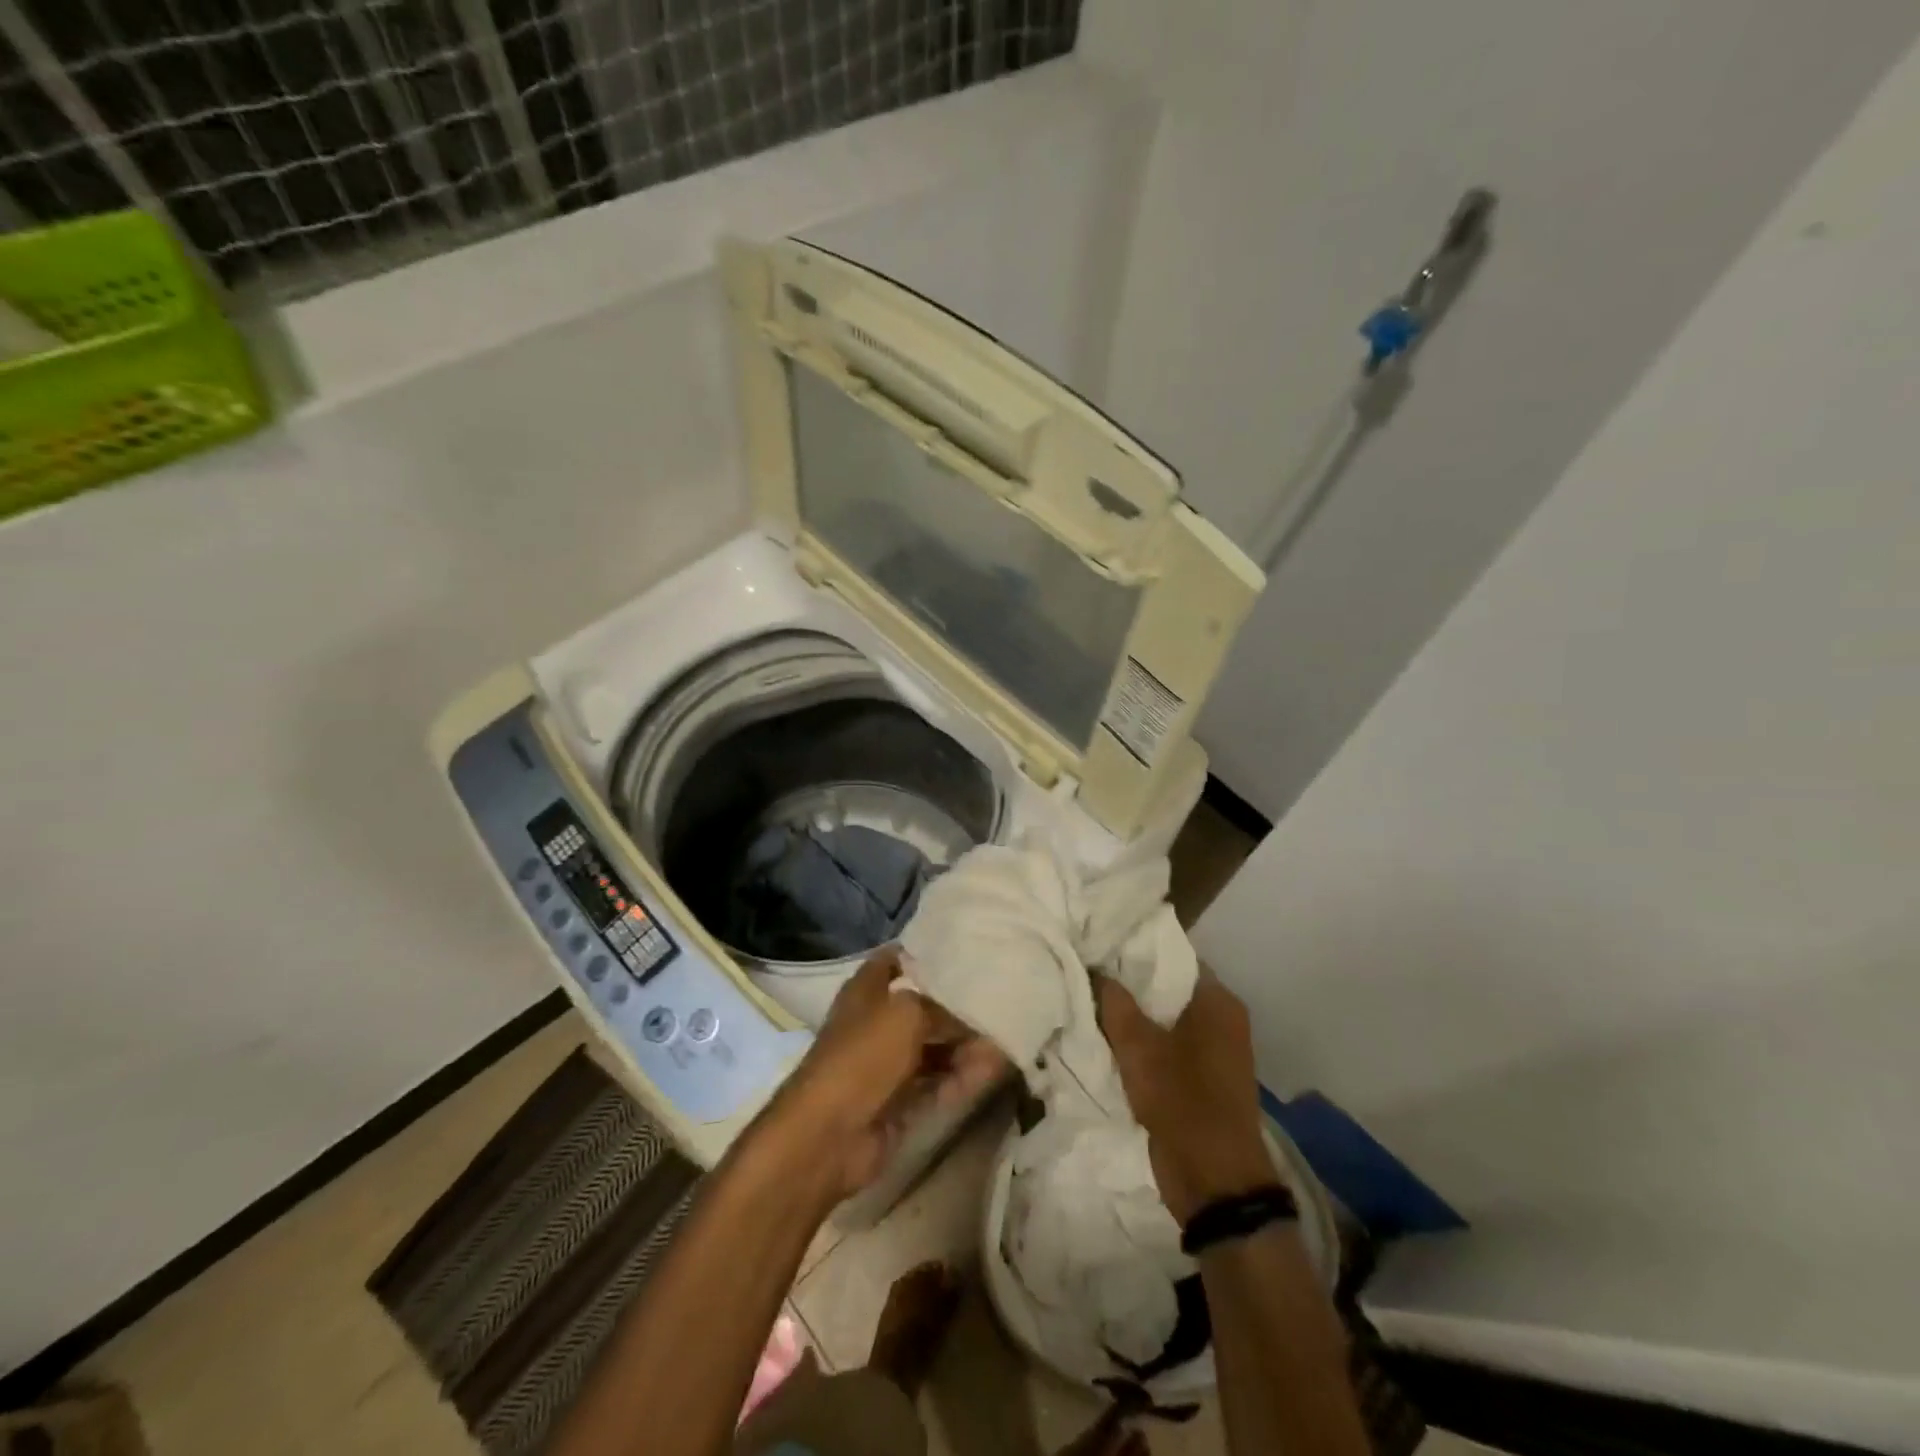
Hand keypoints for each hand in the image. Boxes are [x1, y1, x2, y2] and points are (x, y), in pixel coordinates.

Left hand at [760, 948, 1006, 1202]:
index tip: (967, 948)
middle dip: (959, 1004)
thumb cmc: (863, 1055)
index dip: (927, 952)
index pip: (898, 959)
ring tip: (1008, 1033)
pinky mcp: (901, 1102)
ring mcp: (889, 1065)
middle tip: (1002, 995)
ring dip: (967, 1043)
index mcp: (867, 990)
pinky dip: (964, 1076)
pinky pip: (939, 1082)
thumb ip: (944, 1008)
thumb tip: (976, 1014)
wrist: (829, 1134)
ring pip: (935, 1047)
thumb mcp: (907, 1013)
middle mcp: (878, 1022)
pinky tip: (996, 1067)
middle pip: (925, 1006)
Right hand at [1095, 972, 1276, 1223]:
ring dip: (1131, 1016)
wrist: (1214, 1182)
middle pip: (1166, 987)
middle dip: (1129, 983)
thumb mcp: (1139, 1047)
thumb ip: (1115, 1003)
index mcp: (1217, 1002)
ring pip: (1163, 1019)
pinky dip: (1140, 1043)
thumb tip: (1096, 969)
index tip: (1099, 942)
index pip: (1173, 956)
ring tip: (1089, 999)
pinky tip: (1105, 1038)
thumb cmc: (1182, 1100)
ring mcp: (1212, 1051)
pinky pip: (1164, 1047)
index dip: (1136, 948)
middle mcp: (1220, 1019)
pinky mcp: (1199, 1078)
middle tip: (1086, 969)